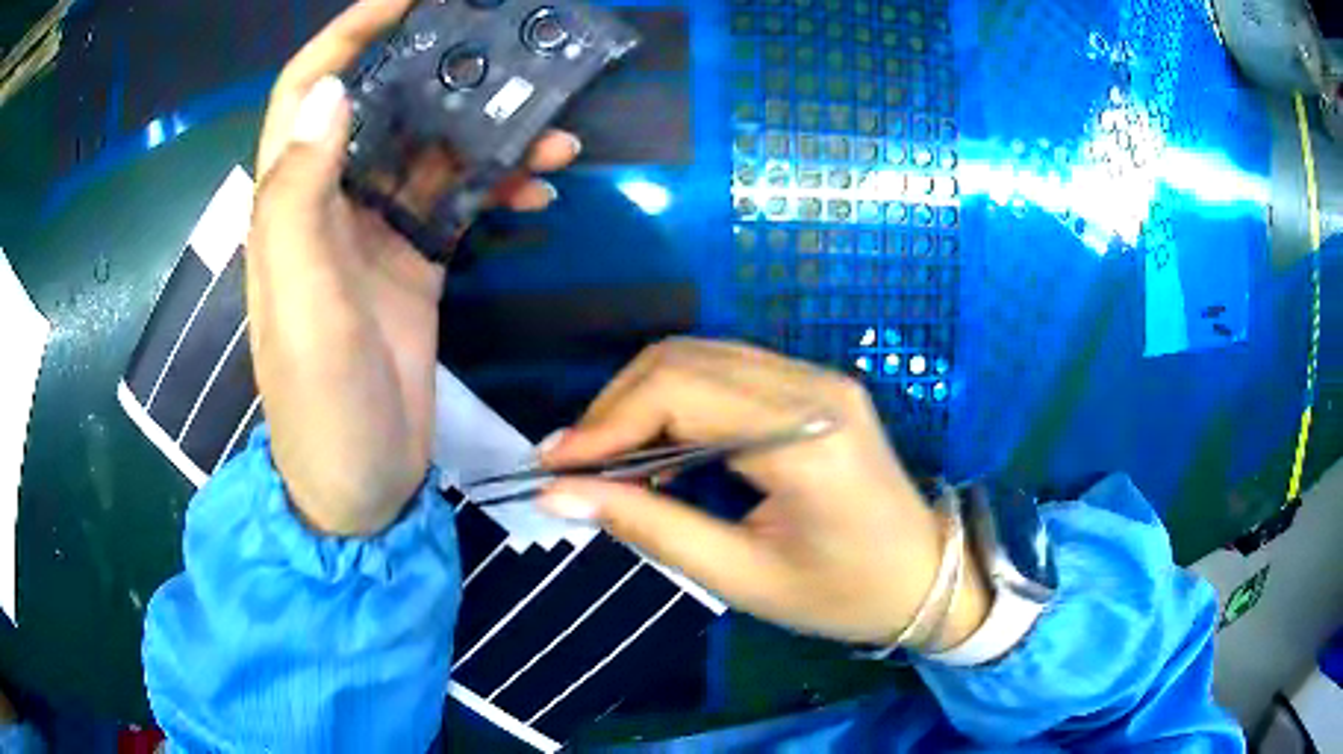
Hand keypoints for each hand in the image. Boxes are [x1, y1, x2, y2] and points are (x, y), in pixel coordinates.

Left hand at [249, 0, 579, 534]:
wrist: (360, 485)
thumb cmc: (320, 405)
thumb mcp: (302, 306)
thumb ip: (299, 199)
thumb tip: (331, 93)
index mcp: (291, 202)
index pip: (307, 88)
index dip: (350, 32)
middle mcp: (329, 202)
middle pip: (384, 105)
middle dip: (442, 71)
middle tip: (509, 51)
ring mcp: (375, 231)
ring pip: (434, 151)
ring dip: (492, 136)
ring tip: (558, 137)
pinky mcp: (415, 261)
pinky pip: (461, 201)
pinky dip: (501, 188)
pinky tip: (542, 194)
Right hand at [540, 339, 989, 648]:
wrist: (926, 578)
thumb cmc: (843, 596)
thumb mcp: (742, 577)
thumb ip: (649, 526)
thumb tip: (560, 495)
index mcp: (805, 439)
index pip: (680, 394)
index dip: (604, 424)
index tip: (550, 464)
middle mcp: (813, 387)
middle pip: (684, 360)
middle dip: (615, 407)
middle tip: (572, 464)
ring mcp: (819, 378)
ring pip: (700, 355)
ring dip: (640, 398)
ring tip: (603, 455)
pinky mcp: (815, 385)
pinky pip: (726, 370)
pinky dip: (676, 397)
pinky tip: (654, 440)